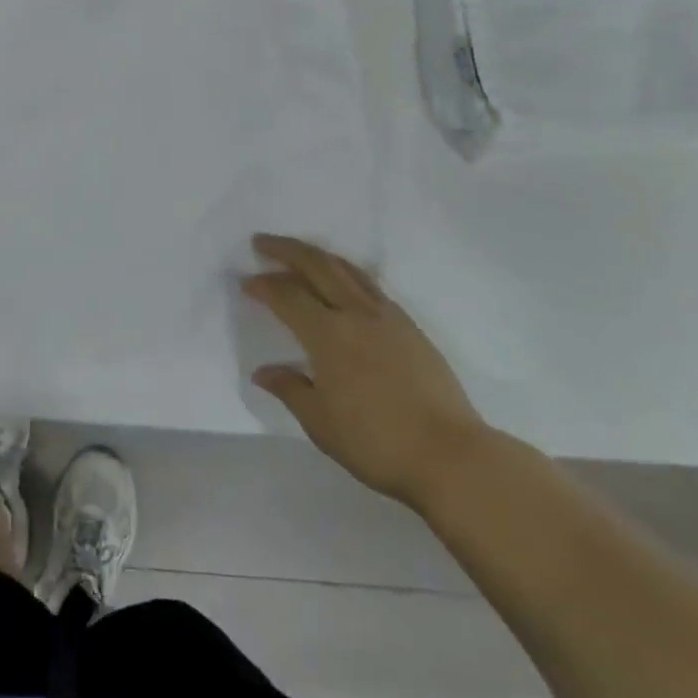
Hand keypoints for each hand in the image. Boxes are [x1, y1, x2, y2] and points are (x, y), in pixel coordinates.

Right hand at [245, 233, 491, 513]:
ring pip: (347, 269)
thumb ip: (290, 389)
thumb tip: (263, 371)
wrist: (451, 456)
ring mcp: (388, 317)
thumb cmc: (377, 443)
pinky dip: (346, 273)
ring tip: (300, 253)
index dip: (264, 285)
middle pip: (317, 266)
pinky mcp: (410, 327)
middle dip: (286, 250)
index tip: (246, 283)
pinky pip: (370, 285)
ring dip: (318, 256)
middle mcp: (356, 314)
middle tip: (262, 242)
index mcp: (329, 335)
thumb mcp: (321, 423)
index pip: (287, 296)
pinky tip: (343, 283)